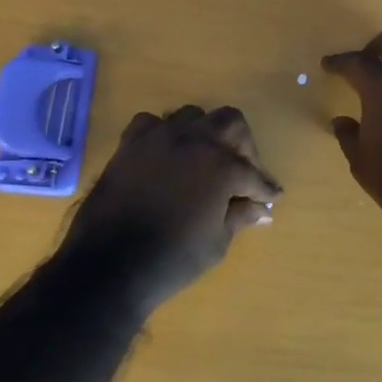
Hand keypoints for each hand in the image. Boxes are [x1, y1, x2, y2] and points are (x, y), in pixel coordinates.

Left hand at [60, 104, 280, 309]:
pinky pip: (152, 123)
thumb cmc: (173, 259)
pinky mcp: (130, 144)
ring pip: (191, 115)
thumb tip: (259, 208)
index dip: (265, 188)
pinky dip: (163, 134)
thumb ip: (238, 216)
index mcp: (221, 166)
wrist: (110, 265)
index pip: (253, 173)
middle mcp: (193, 141)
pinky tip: (166, 155)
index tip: (271, 197)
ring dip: (204, 134)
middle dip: (242, 145)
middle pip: (229, 121)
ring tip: (204, 159)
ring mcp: (158, 138)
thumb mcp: (216, 242)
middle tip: (242, 171)